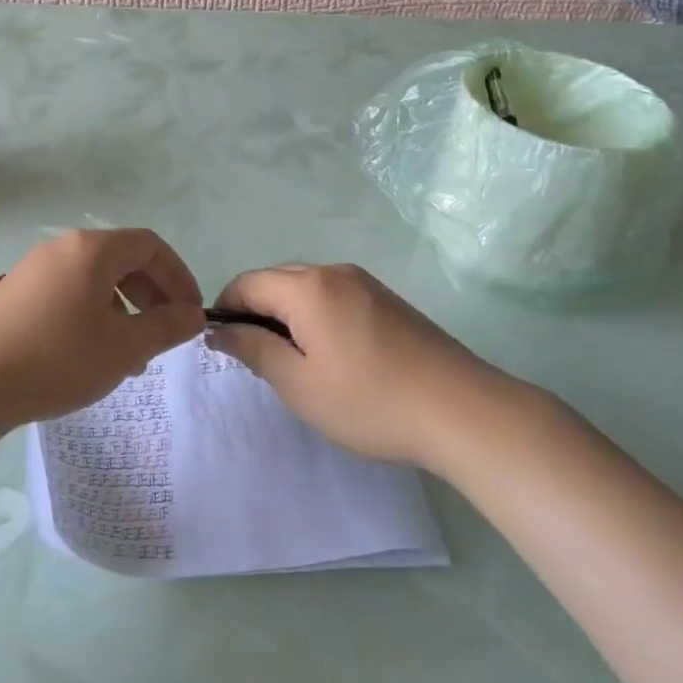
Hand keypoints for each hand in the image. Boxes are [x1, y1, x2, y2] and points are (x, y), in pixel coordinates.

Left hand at [0, 230, 204, 429]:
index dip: (179, 276)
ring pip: (95, 279)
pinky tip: (91, 354)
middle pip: (122, 259)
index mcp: (92, 249)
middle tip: (165, 334)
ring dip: (124, 309)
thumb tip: (194, 315)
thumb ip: (166, 328)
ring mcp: (35, 269)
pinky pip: (69, 292)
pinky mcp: (16, 293)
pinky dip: (93, 314)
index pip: (150, 245)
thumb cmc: (57, 358)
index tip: (191, 314)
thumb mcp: (123, 347)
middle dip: (152, 295)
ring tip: (131, 355)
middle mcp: (63, 248)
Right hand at [209, 264, 504, 465]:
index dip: (225, 309)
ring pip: (306, 286)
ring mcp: (366, 283)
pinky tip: (331, 353)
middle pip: (276, 279)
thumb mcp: (299, 384)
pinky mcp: (388, 300)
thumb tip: (219, 329)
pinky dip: (316, 315)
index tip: (223, 346)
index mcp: (307, 287)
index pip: (247, 283)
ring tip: (294, 359)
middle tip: (258, 358)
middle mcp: (335, 272)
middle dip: (255, 310)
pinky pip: (334, 295)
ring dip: (286, 313)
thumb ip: (253, 349)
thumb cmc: (370, 401)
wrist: (463, 411)